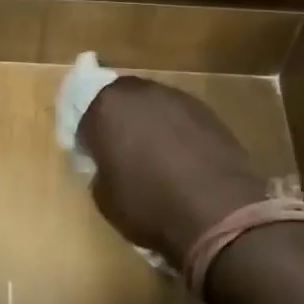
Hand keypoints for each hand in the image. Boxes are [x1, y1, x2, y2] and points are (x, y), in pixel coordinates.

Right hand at [76, 77, 266, 274]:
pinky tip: (183, 158)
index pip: (85, 116)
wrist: (218, 211)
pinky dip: (177, 131)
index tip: (94, 158)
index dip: (88, 138)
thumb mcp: (105, 198)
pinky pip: (180, 117)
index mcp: (106, 108)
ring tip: (155, 156)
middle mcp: (140, 92)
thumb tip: (110, 165)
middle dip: (118, 121)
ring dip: (149, 123)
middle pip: (120, 100)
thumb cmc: (149, 205)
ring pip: (153, 105)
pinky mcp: (207, 110)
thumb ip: (101, 170)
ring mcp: (177, 97)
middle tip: (122, 151)